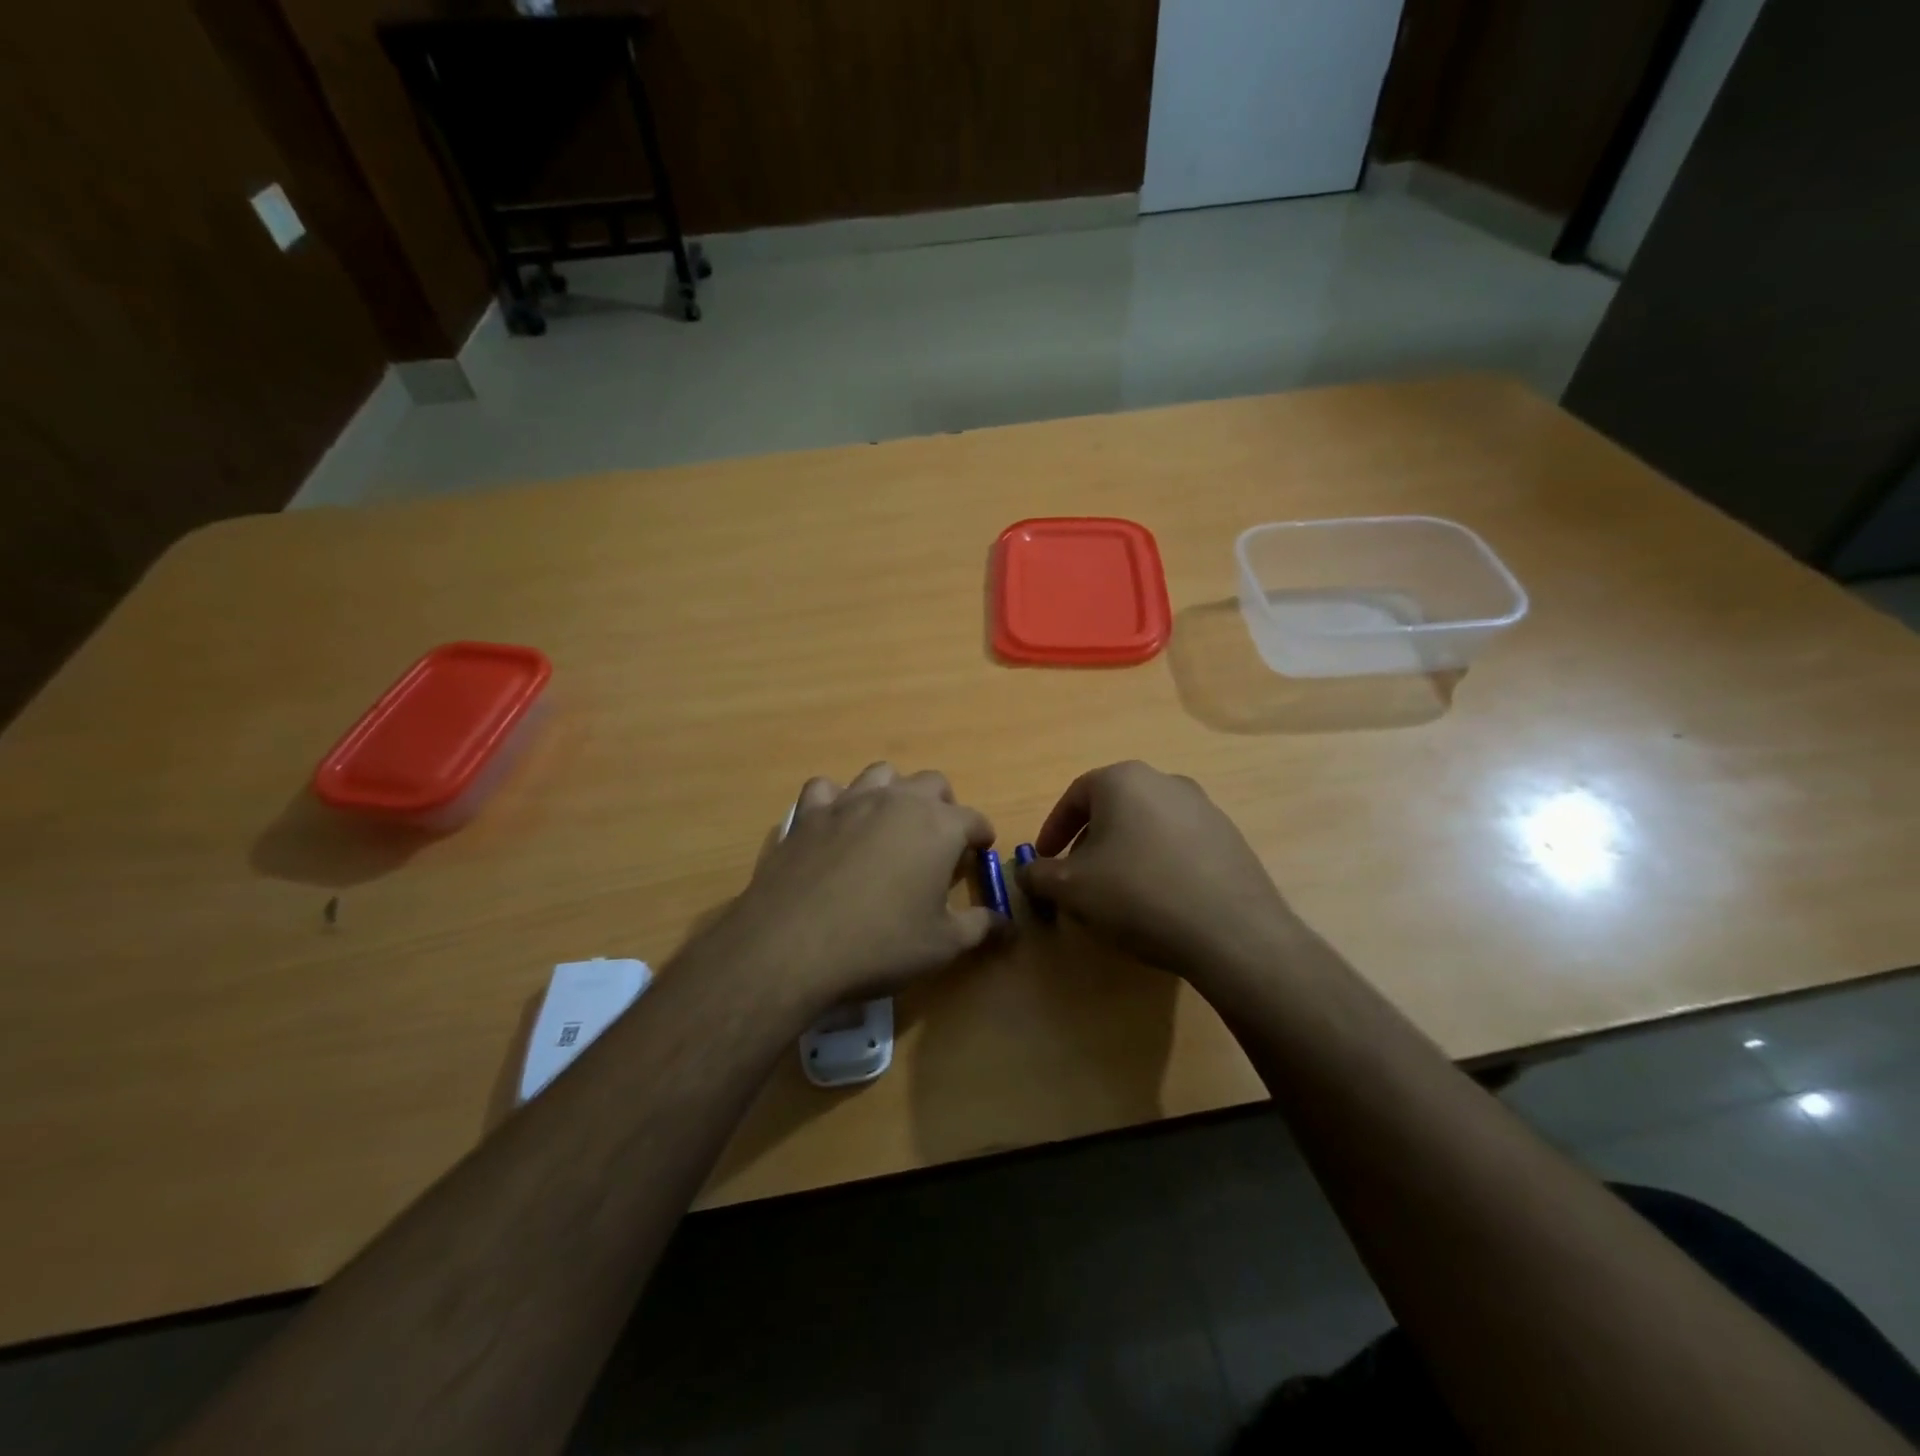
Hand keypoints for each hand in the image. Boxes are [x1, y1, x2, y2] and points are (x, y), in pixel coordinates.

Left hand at [710, 763, 1001, 1008]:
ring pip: (882, 774)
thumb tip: (1006, 924)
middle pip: (932, 783)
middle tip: (938, 840)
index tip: (979, 854)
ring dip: (894, 793)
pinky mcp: (808, 814)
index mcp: (939, 826)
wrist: (793, 946)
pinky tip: (836, 825)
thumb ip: (980, 926)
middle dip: (943, 806)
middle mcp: (897, 801)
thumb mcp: (943, 945)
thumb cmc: (880, 944)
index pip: (974, 819)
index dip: (981, 836)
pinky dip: (836, 800)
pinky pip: (826, 789)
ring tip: (890, 825)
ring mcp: (849, 801)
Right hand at [1017, 761, 1299, 984]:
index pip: (1075, 796)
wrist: (1231, 931)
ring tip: (1117, 893)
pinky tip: (1158, 900)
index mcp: (1123, 780)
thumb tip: (1026, 872)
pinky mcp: (1229, 837)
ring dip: (1124, 852)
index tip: (1044, 859)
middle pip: (1112, 808)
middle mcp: (1165, 781)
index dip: (1053, 829)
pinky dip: (1158, 863)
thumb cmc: (1138, 895)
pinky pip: (1178, 844)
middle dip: (1088, 842)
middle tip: (1077, 878)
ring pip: (1146, 825)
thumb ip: (1038, 874)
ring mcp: (1203, 807)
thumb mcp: (1070, 888)